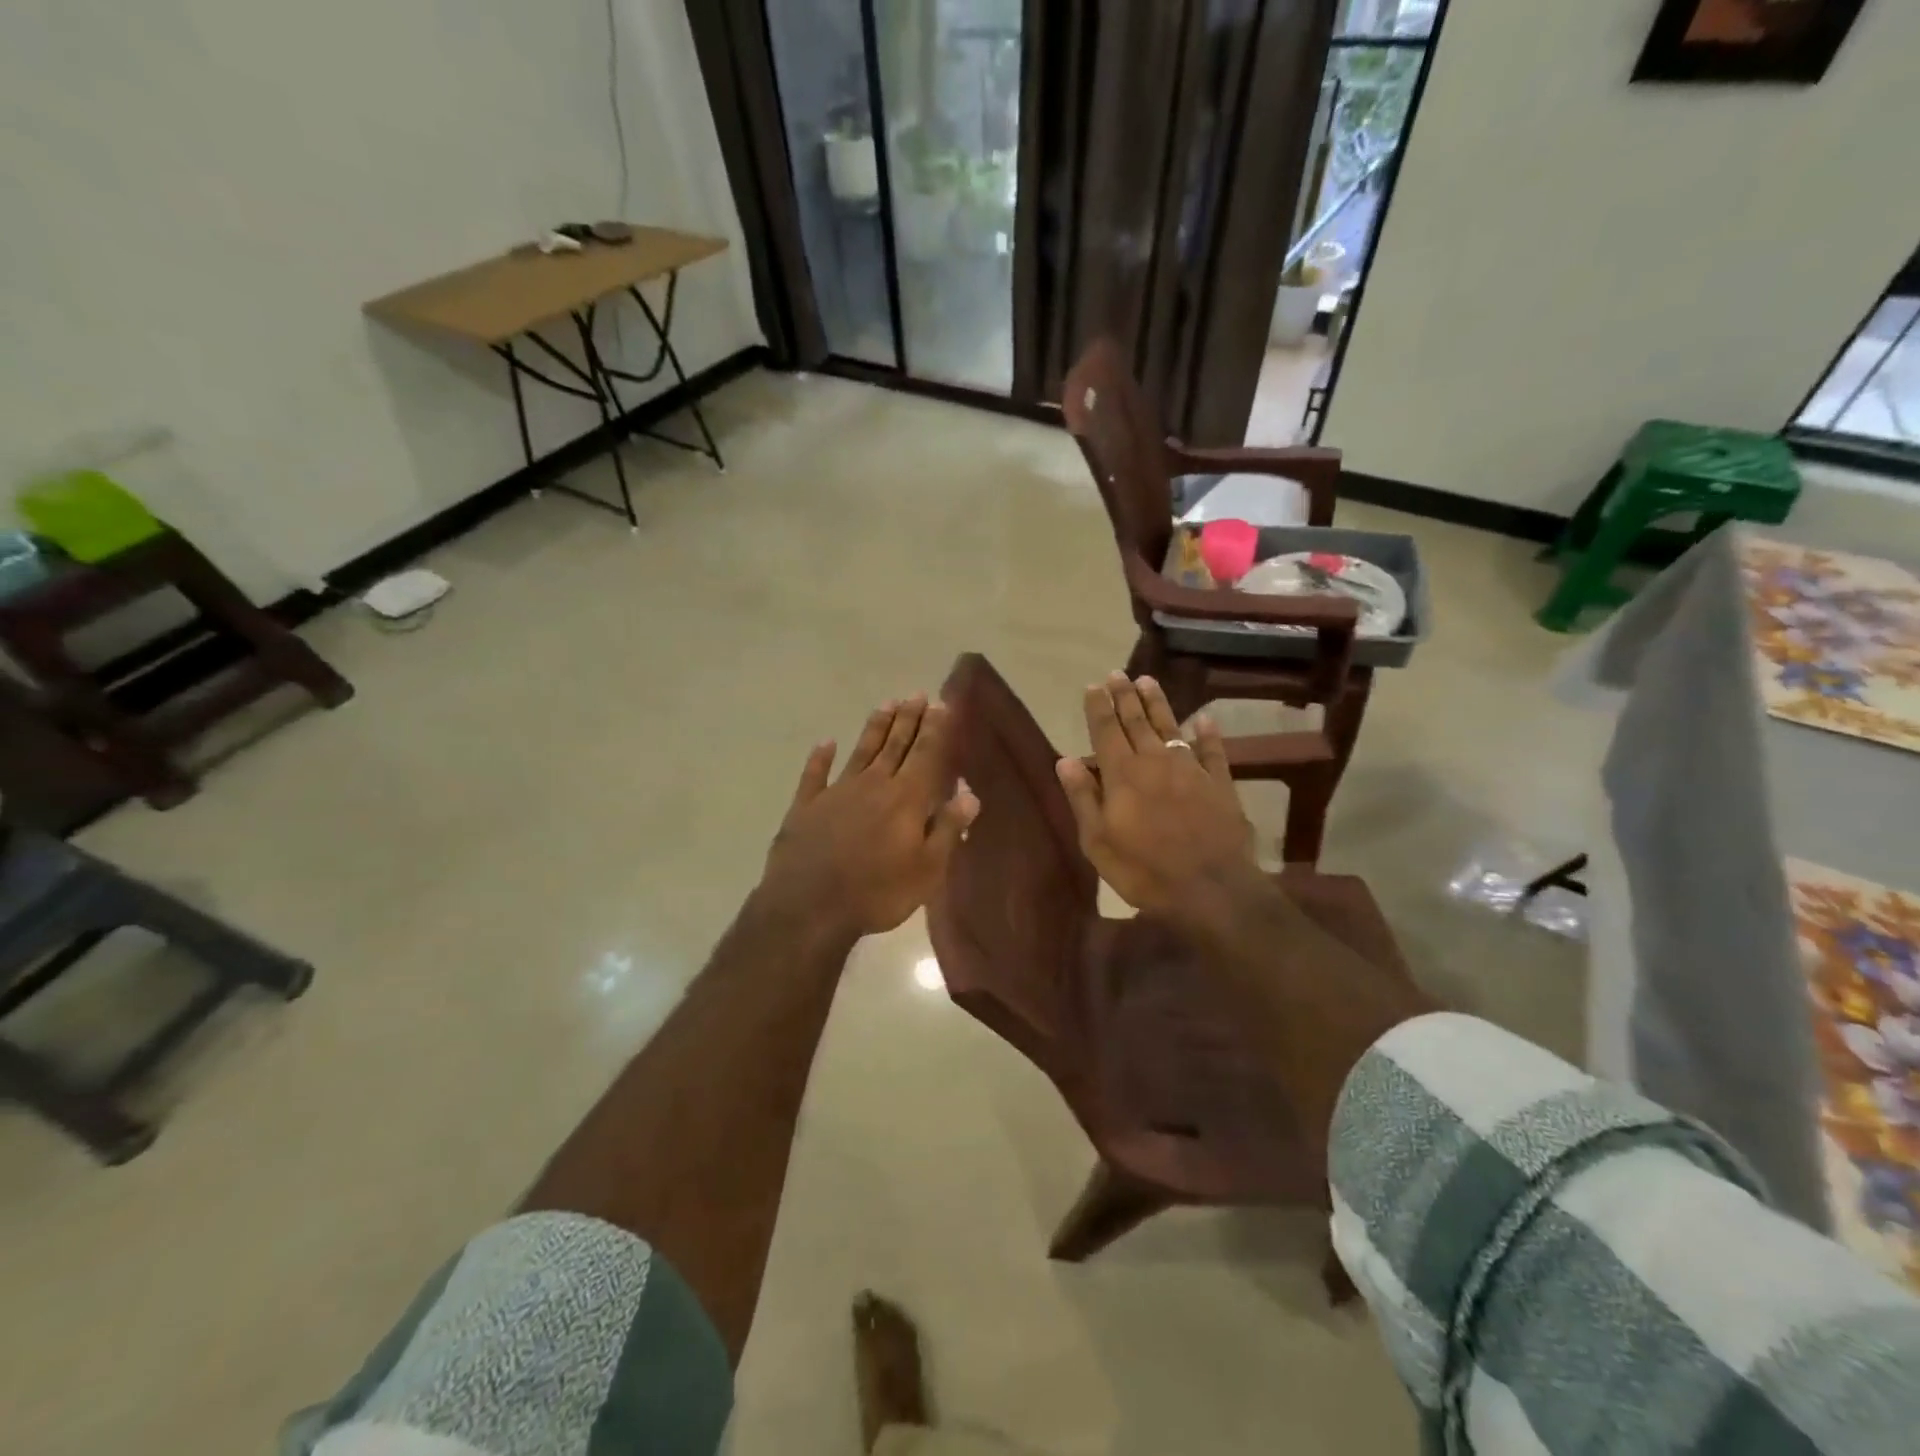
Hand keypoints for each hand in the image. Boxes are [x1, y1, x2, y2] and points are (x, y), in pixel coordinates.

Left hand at [761, 694, 979, 940]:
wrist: (808, 908)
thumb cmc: (877, 893)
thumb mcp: (927, 870)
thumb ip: (948, 829)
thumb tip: (969, 794)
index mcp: (906, 799)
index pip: (926, 754)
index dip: (936, 729)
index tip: (942, 703)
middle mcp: (873, 784)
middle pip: (894, 744)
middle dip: (909, 718)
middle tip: (917, 694)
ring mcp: (836, 792)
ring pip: (861, 751)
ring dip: (875, 728)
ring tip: (886, 704)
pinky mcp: (806, 807)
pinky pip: (814, 775)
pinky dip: (820, 757)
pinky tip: (825, 743)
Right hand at [1055, 673, 1260, 917]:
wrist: (1210, 889)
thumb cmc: (1143, 870)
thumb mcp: (1098, 841)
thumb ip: (1083, 798)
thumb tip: (1065, 760)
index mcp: (1122, 774)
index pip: (1106, 730)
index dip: (1099, 707)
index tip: (1093, 686)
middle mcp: (1155, 761)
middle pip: (1137, 721)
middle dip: (1125, 696)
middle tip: (1117, 674)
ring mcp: (1190, 769)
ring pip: (1170, 727)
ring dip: (1158, 703)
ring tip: (1148, 681)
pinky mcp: (1219, 782)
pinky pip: (1212, 750)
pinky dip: (1207, 733)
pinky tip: (1204, 720)